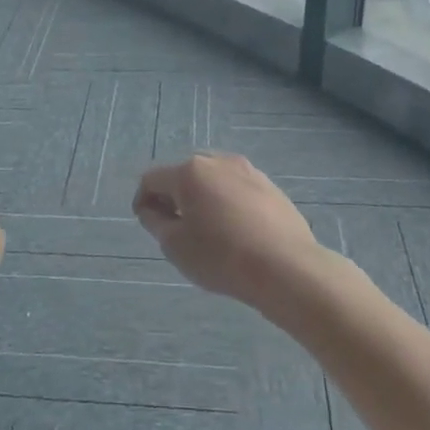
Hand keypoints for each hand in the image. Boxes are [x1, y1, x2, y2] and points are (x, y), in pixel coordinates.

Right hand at [133, 153, 340, 315]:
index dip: (143, 200)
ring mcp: (248, 171)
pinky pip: (238, 189)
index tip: (147, 223)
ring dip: (203, 198)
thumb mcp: (175, 245)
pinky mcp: (270, 186)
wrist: (286, 267)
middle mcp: (218, 161)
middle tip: (176, 226)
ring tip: (208, 229)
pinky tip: (236, 230)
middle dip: (174, 196)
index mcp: (189, 172)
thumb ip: (155, 221)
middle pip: (184, 174)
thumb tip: (152, 208)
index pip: (152, 179)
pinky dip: (228, 203)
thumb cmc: (221, 256)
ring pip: (213, 180)